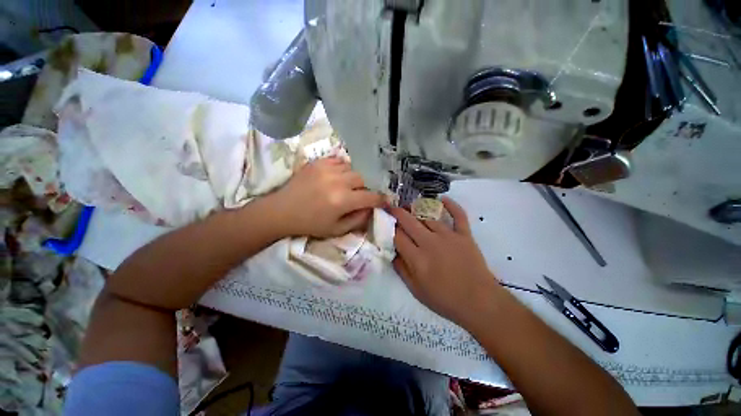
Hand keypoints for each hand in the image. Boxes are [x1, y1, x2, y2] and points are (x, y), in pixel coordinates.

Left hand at [270, 158, 384, 237]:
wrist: (282, 211)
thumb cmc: (310, 224)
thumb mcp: (337, 229)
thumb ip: (358, 220)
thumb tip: (371, 209)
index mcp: (342, 200)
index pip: (371, 197)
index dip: (381, 199)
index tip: (384, 201)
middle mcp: (338, 181)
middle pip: (363, 179)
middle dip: (365, 188)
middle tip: (359, 195)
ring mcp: (327, 168)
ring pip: (352, 168)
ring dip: (354, 178)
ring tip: (347, 185)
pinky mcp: (318, 162)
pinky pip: (339, 160)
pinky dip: (343, 168)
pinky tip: (338, 176)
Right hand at [390, 197, 500, 326]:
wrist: (479, 302)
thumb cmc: (445, 299)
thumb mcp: (416, 290)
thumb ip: (401, 270)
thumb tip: (392, 252)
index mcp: (417, 258)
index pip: (398, 236)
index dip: (390, 227)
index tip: (386, 222)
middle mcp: (430, 243)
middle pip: (409, 221)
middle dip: (398, 212)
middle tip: (393, 207)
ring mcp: (449, 236)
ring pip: (429, 216)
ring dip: (417, 208)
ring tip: (410, 206)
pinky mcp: (464, 235)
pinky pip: (458, 215)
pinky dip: (451, 205)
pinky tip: (442, 198)